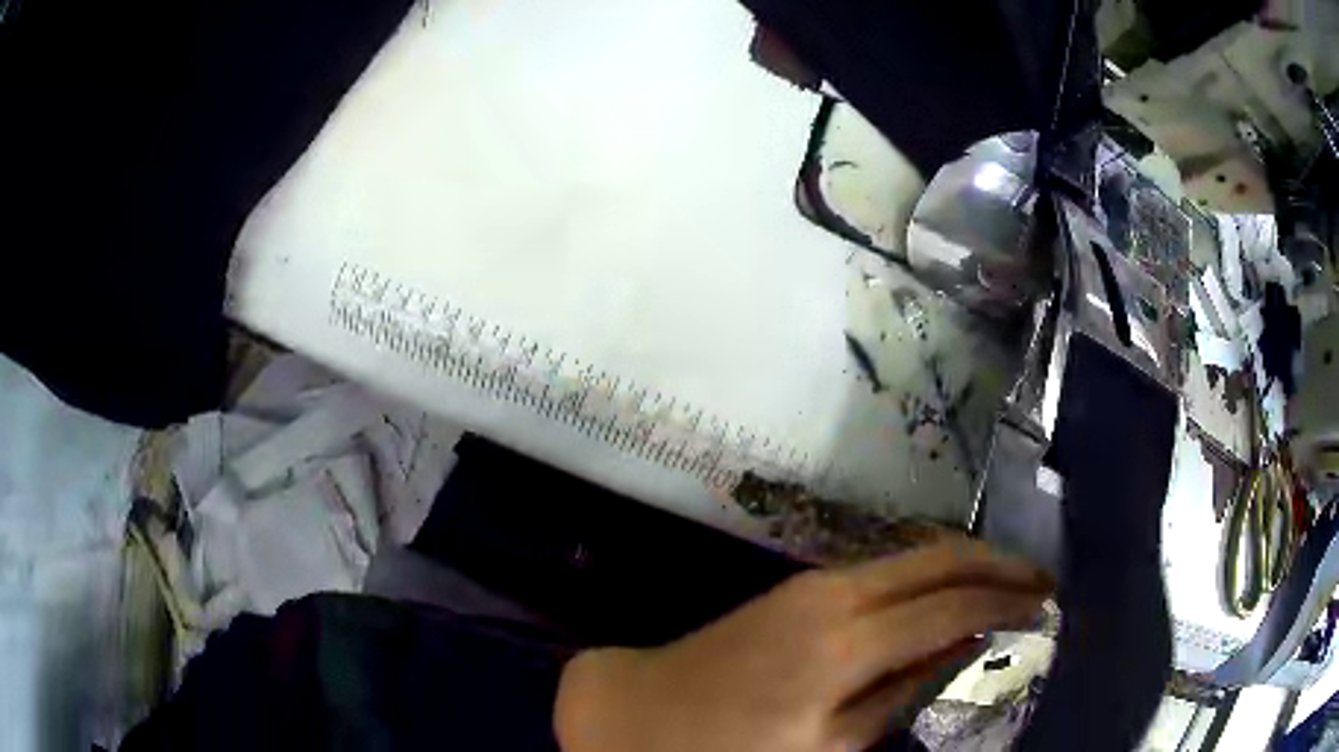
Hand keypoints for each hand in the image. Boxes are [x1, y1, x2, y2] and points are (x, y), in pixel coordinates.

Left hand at [555, 539, 1051, 751]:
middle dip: (998, 565)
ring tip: (1010, 585)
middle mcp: (838, 592)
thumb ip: (896, 696)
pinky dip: (930, 576)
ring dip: (967, 565)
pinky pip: (886, 571)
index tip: (1048, 602)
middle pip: (940, 558)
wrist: (638, 708)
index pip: (953, 604)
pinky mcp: (800, 589)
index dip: (1007, 600)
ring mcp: (816, 583)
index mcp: (846, 639)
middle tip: (1043, 581)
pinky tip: (950, 596)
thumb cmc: (725, 748)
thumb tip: (960, 653)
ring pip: (914, 556)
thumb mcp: (822, 746)